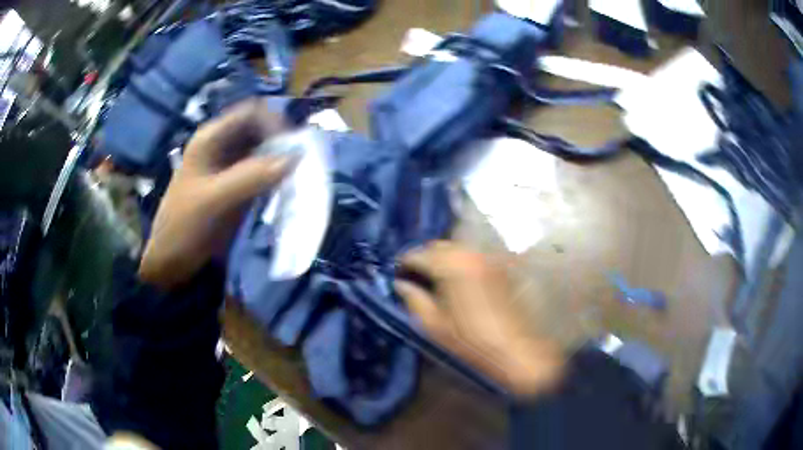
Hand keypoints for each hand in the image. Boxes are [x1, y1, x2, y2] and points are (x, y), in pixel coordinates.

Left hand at [139, 99, 298, 288]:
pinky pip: (261, 174)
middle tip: (301, 165)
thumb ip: (251, 177)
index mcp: (211, 138)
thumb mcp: (214, 200)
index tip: (293, 148)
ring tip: (297, 179)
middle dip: (282, 143)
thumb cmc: (183, 226)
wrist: (170, 261)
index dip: (274, 123)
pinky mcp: (235, 187)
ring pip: (263, 152)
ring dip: (281, 162)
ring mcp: (229, 167)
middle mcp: (222, 146)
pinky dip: (275, 179)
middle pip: (260, 130)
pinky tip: (285, 191)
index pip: (251, 113)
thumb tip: (295, 157)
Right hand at [395, 241, 564, 396]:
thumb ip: (413, 299)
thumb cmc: (469, 342)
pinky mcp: (499, 266)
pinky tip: (456, 279)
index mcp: (450, 266)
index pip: (417, 254)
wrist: (513, 350)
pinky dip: (459, 261)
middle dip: (422, 257)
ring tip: (433, 278)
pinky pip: (472, 256)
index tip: (395, 274)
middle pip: (437, 246)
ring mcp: (487, 258)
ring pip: (456, 248)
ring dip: (441, 258)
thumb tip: (400, 284)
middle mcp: (469, 254)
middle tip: (413, 276)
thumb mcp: (433, 324)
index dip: (403, 263)